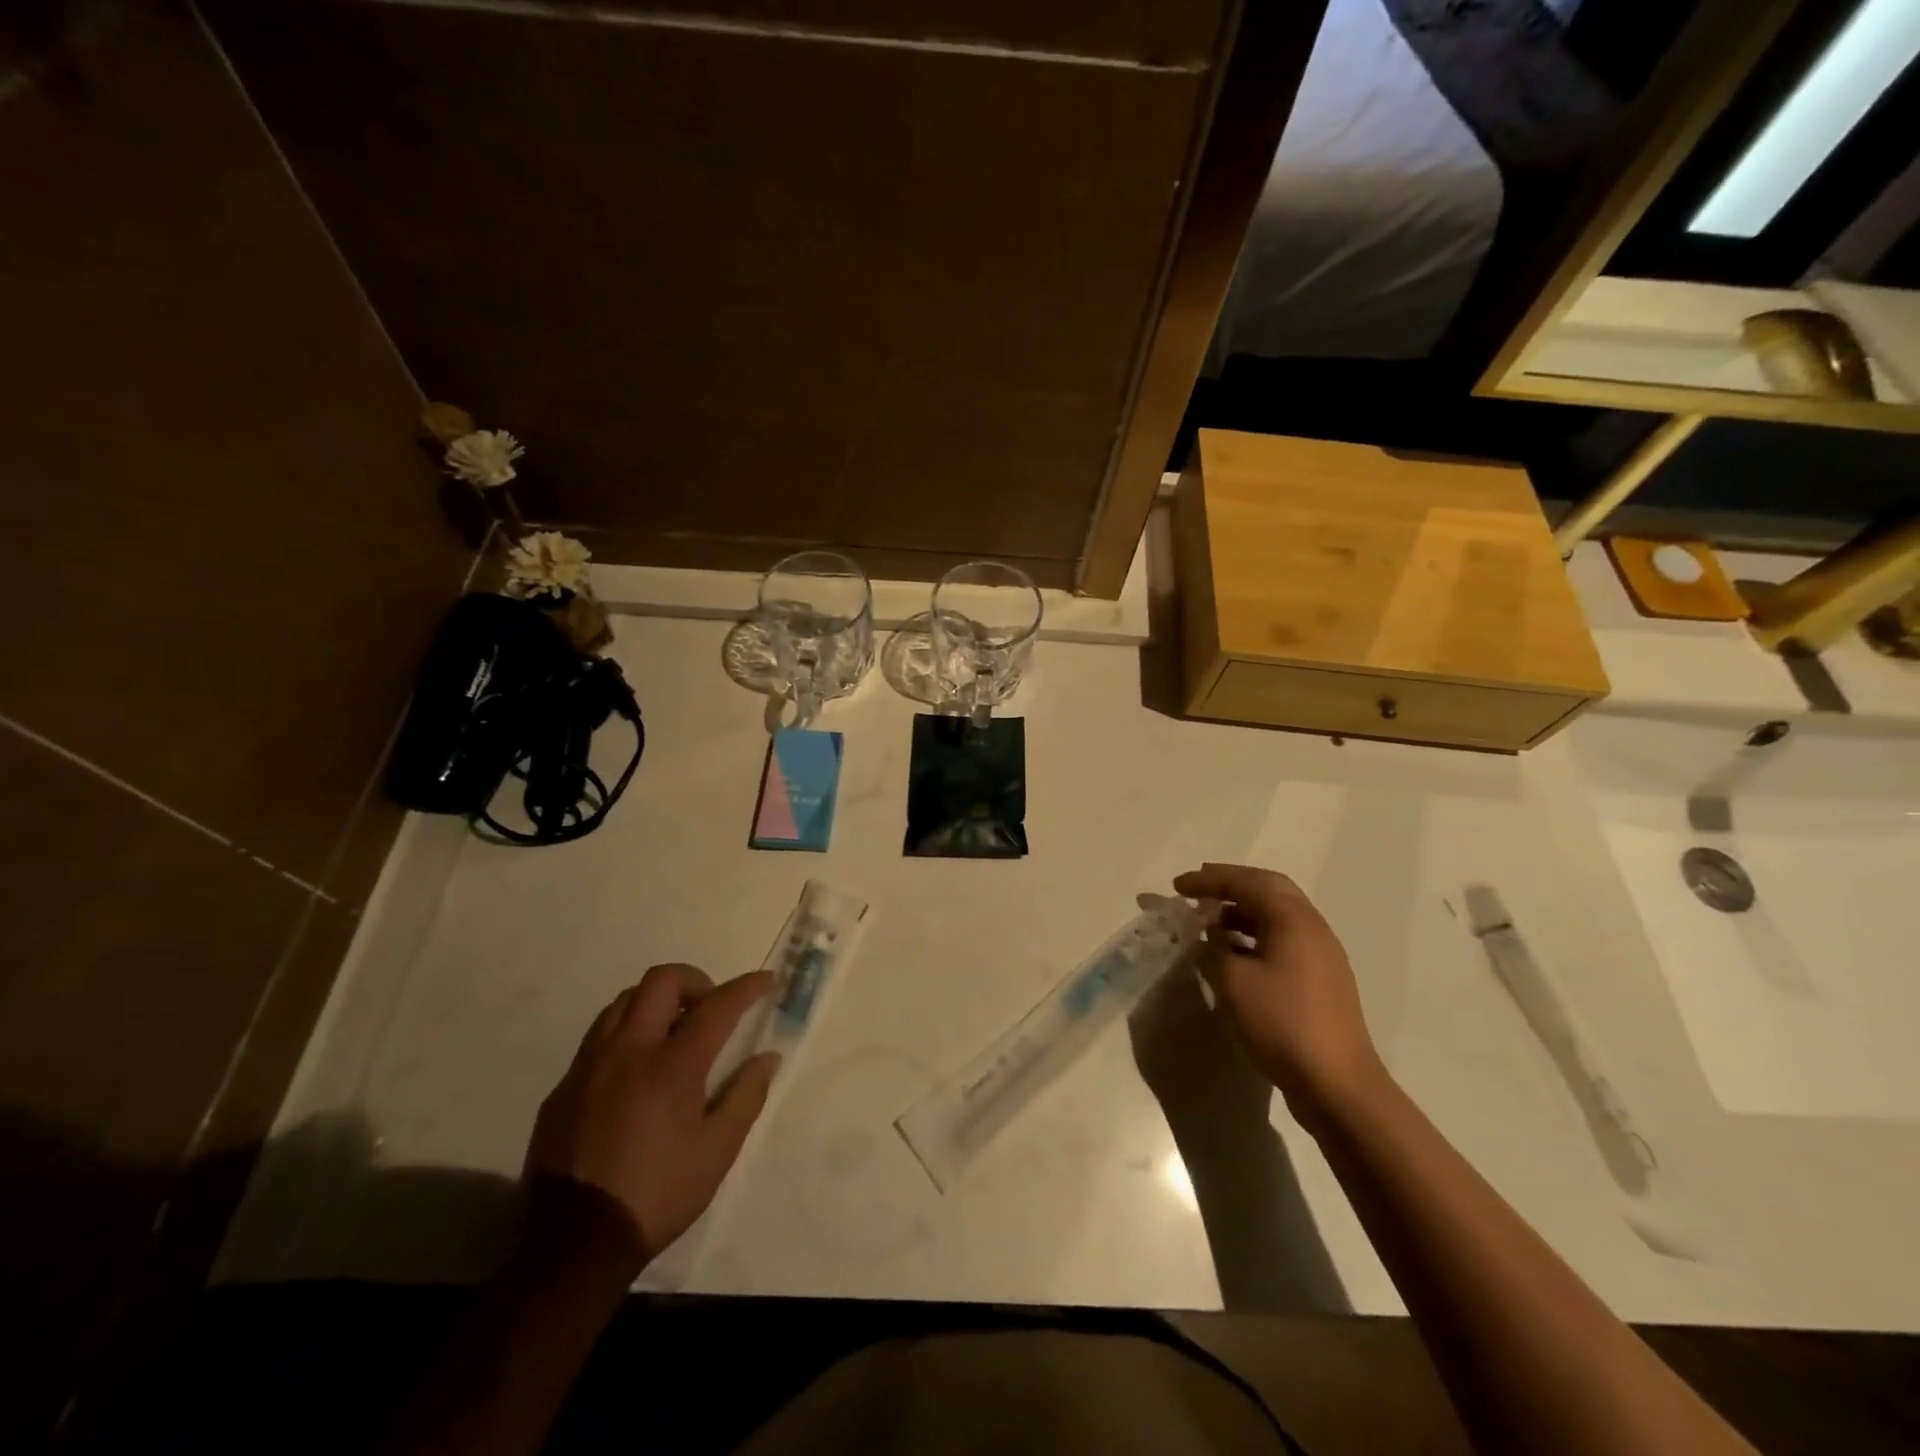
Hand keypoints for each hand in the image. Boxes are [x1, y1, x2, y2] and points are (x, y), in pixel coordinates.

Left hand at [526, 965, 778, 1266]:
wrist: (573, 1245)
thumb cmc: (657, 1195)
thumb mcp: (717, 1152)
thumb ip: (746, 1096)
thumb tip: (767, 1057)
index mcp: (672, 1066)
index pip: (717, 1005)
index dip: (746, 987)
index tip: (765, 980)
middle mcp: (629, 1051)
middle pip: (661, 980)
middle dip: (695, 980)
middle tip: (710, 1008)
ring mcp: (590, 1065)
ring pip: (624, 1001)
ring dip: (656, 1002)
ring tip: (672, 1032)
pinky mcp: (564, 1087)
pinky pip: (599, 1037)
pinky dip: (626, 1034)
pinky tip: (635, 1071)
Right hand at [1172, 863, 1389, 1131]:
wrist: (1337, 1083)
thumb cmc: (1282, 1023)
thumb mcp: (1232, 981)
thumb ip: (1213, 949)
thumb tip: (1209, 938)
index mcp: (1292, 919)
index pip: (1245, 883)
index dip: (1208, 880)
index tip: (1176, 886)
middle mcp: (1312, 927)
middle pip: (1269, 888)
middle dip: (1231, 885)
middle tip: (1199, 890)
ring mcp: (1321, 954)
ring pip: (1278, 914)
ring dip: (1243, 910)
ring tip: (1211, 922)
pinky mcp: (1322, 979)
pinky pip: (1284, 939)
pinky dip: (1256, 934)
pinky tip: (1234, 954)